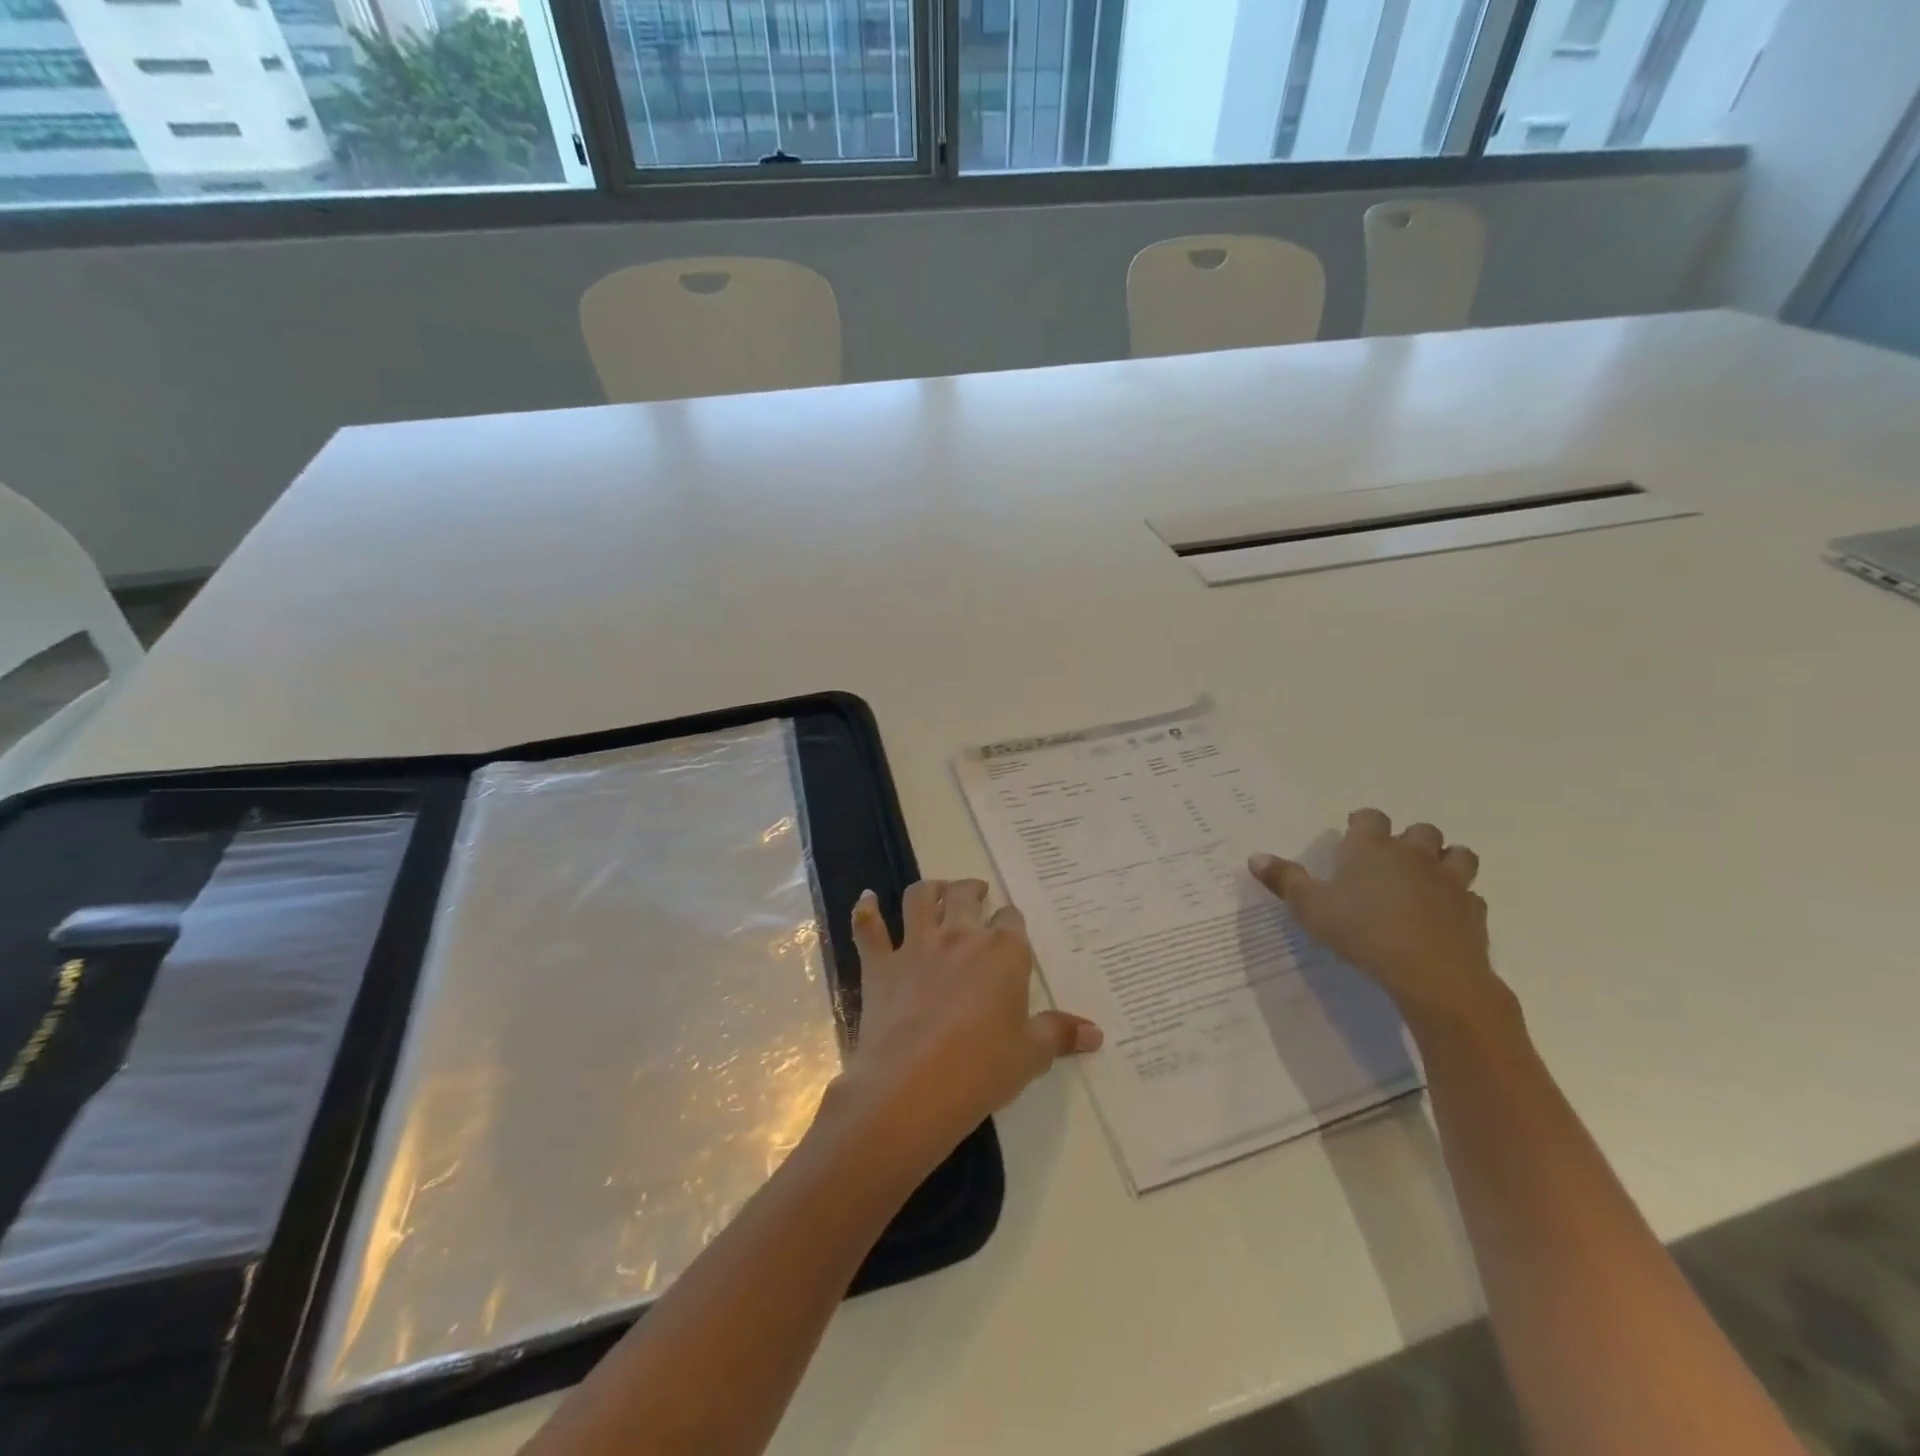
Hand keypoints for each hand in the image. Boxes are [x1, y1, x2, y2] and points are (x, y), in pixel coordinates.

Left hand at [833, 879, 1100, 1165]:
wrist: (913, 1086)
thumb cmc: (982, 1069)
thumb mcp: (1030, 1055)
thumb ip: (1060, 1034)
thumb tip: (1096, 1033)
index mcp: (1003, 952)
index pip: (1012, 920)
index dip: (1011, 922)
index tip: (1010, 929)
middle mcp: (960, 936)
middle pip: (966, 895)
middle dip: (973, 890)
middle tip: (976, 894)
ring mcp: (916, 946)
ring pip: (920, 898)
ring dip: (930, 889)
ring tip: (936, 891)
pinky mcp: (881, 965)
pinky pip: (869, 928)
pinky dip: (866, 910)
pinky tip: (867, 899)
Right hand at [1248, 809, 1516, 1036]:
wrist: (1430, 972)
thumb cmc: (1361, 930)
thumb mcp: (1309, 907)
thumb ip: (1283, 880)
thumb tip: (1255, 857)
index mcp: (1371, 847)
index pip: (1370, 817)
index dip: (1361, 824)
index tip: (1352, 838)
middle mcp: (1413, 855)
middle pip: (1421, 830)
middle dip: (1409, 840)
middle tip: (1390, 861)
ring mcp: (1449, 881)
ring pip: (1458, 855)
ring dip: (1445, 861)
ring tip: (1427, 880)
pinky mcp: (1473, 911)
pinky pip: (1470, 897)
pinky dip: (1459, 901)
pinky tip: (1445, 917)